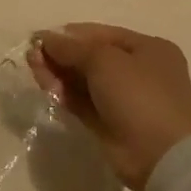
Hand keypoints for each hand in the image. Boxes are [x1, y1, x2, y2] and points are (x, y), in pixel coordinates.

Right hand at [27, 25, 190, 190]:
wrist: (159, 156)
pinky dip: (64, 93)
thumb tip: (46, 38)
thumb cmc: (138, 95)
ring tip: (33, 67)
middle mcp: (139, 71)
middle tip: (32, 54)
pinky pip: (83, 102)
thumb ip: (72, 48)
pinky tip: (45, 86)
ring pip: (85, 80)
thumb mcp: (105, 60)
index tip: (41, 36)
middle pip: (92, 57)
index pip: (102, 34)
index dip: (70, 34)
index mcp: (148, 49)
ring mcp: (125, 100)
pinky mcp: (110, 123)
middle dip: (62, 54)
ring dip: (59, 73)